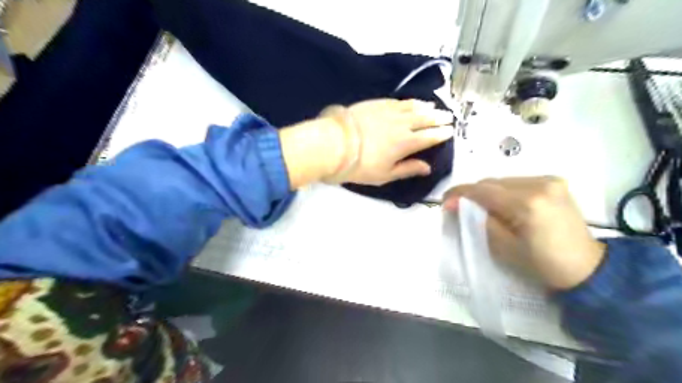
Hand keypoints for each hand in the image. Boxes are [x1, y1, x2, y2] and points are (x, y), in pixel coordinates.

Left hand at [324, 99, 453, 184]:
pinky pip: (398, 101)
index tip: (450, 131)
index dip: (442, 134)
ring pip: (413, 107)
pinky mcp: (376, 103)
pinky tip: (411, 102)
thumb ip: (408, 169)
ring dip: (426, 107)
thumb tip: (427, 168)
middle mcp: (402, 124)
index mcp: (406, 143)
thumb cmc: (360, 165)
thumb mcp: (385, 175)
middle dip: (439, 118)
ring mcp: (389, 111)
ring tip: (433, 107)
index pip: (430, 136)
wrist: (335, 144)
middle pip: (425, 119)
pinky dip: (408, 102)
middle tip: (449, 116)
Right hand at [445, 177, 604, 289]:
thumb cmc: (541, 264)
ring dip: (488, 192)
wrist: (587, 268)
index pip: (483, 190)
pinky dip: (504, 191)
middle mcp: (539, 184)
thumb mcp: (502, 246)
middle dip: (473, 194)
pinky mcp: (555, 182)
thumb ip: (477, 220)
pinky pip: (517, 182)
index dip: (459, 194)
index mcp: (527, 203)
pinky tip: (503, 205)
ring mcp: (549, 180)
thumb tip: (454, 204)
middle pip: (492, 182)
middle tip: (460, 208)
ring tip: (481, 208)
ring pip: (504, 180)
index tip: (444, 202)